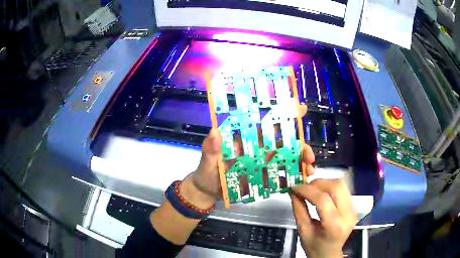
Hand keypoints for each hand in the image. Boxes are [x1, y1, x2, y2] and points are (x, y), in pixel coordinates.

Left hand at [181, 105, 311, 209]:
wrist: (207, 193)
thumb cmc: (206, 173)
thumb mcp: (206, 161)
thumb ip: (210, 149)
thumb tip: (214, 131)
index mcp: (246, 140)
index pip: (266, 124)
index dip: (283, 114)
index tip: (299, 108)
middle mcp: (257, 150)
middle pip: (283, 143)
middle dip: (300, 145)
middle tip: (309, 155)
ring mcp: (262, 165)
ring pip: (287, 159)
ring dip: (300, 162)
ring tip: (309, 170)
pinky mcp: (264, 179)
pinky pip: (281, 177)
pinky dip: (292, 178)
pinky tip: (301, 182)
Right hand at [290, 179, 357, 257]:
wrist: (330, 253)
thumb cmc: (315, 247)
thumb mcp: (303, 231)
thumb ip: (299, 210)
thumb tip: (293, 192)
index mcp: (334, 226)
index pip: (323, 200)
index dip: (307, 190)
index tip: (294, 187)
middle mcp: (348, 215)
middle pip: (336, 187)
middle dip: (317, 183)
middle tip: (304, 188)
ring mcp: (353, 210)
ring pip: (341, 185)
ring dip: (324, 183)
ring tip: (312, 189)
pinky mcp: (354, 206)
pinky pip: (343, 189)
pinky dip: (330, 187)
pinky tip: (321, 193)